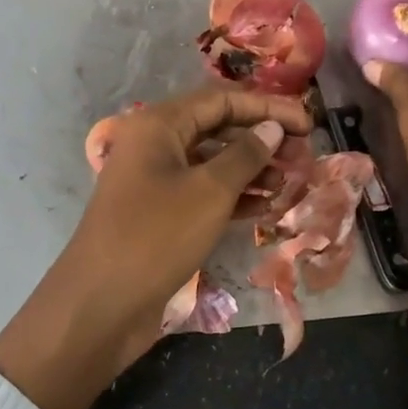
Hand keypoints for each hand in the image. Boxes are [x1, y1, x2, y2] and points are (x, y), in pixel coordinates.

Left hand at [0, 87, 311, 408]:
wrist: (100, 307)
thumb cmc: (156, 237)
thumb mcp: (209, 192)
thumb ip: (246, 155)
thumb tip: (272, 128)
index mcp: (159, 126)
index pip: (222, 101)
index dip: (267, 108)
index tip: (307, 123)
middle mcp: (155, 145)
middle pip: (217, 129)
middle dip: (261, 138)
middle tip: (303, 154)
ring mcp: (156, 181)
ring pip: (212, 163)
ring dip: (252, 169)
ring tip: (291, 181)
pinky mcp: (160, 214)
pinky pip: (203, 192)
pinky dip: (234, 196)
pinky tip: (267, 206)